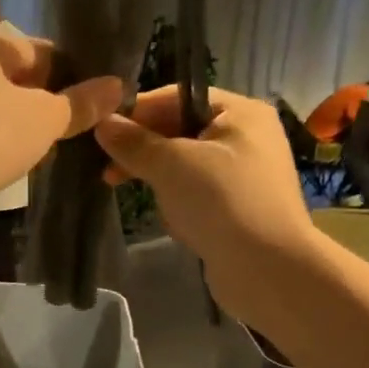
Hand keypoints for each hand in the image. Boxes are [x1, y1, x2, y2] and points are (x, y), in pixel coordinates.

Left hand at [0, 27, 121, 234]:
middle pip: (10, 79)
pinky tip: (14, 165)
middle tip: (72, 125)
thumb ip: (81, 103)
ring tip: (48, 148)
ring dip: (18, 125)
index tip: (91, 97)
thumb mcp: (46, 117)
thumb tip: (116, 87)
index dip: (67, 72)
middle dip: (41, 101)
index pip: (34, 49)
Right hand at [94, 87, 311, 321]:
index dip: (137, 113)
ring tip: (127, 190)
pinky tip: (167, 216)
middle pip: (180, 130)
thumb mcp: (171, 165)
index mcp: (240, 112)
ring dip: (157, 177)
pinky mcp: (237, 207)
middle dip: (144, 149)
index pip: (177, 98)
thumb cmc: (221, 202)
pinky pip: (196, 192)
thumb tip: (101, 123)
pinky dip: (177, 200)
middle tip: (108, 171)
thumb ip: (134, 142)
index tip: (100, 132)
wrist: (267, 269)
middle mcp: (246, 136)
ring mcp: (243, 174)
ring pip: (185, 164)